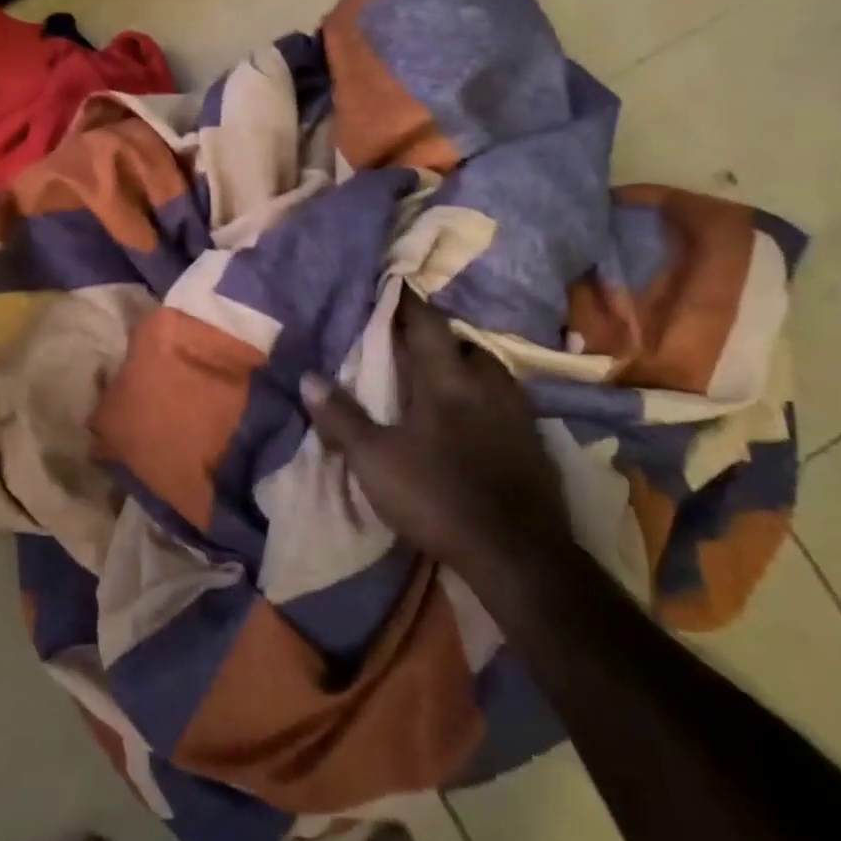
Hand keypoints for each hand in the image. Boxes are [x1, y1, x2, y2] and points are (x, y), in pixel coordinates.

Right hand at [302, 293, 571, 581]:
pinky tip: (475, 417)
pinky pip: (507, 402)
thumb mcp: (375, 460)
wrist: (515, 553)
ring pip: (491, 372)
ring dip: (466, 365)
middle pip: (465, 345)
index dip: (409, 304)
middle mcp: (486, 386)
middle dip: (439, 337)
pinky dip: (486, 397)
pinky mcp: (533, 444)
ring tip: (444, 374)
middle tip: (414, 341)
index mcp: (446, 381)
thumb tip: (308, 377)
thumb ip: (342, 418)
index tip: (395, 286)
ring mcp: (516, 414)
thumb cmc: (437, 496)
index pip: (427, 326)